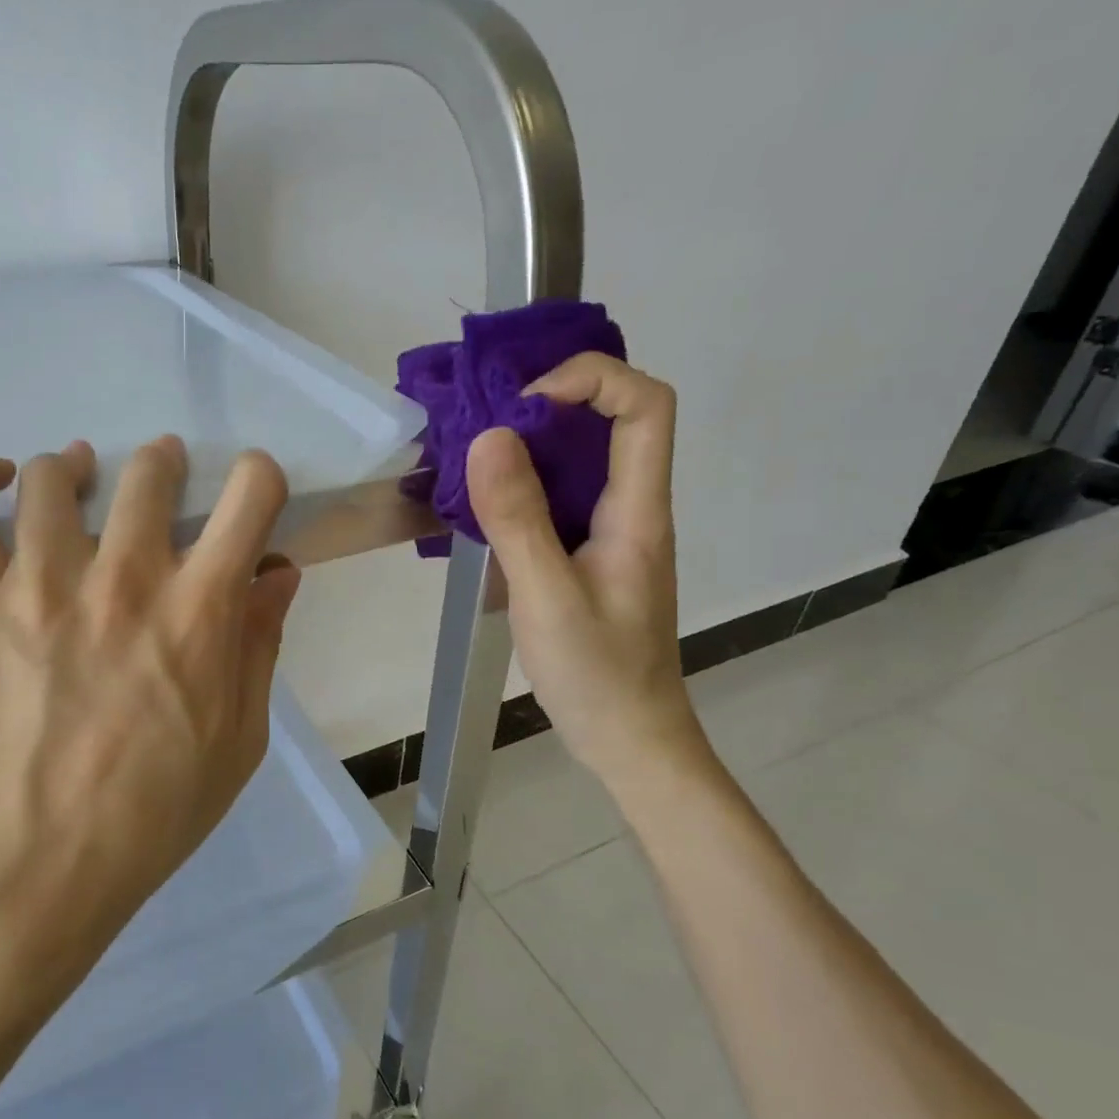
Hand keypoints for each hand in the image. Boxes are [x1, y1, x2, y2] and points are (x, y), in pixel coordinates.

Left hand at [0, 437, 300, 1004]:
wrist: (39, 861)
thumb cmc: (157, 809)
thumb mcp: (241, 739)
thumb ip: (260, 645)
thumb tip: (278, 575)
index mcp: (200, 609)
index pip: (252, 496)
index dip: (261, 479)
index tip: (251, 498)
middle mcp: (125, 577)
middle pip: (150, 471)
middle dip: (166, 463)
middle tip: (162, 477)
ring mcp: (39, 585)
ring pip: (52, 478)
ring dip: (75, 468)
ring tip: (76, 477)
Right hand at [466, 353, 703, 786]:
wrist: (628, 737)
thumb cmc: (596, 673)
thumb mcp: (547, 596)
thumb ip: (518, 519)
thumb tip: (489, 437)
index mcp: (638, 510)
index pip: (645, 405)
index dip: (591, 381)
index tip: (525, 407)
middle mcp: (632, 510)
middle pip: (612, 423)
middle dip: (549, 408)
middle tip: (484, 429)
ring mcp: (611, 535)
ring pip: (582, 463)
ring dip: (530, 449)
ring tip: (473, 464)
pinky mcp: (588, 557)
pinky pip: (561, 501)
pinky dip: (523, 490)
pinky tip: (484, 512)